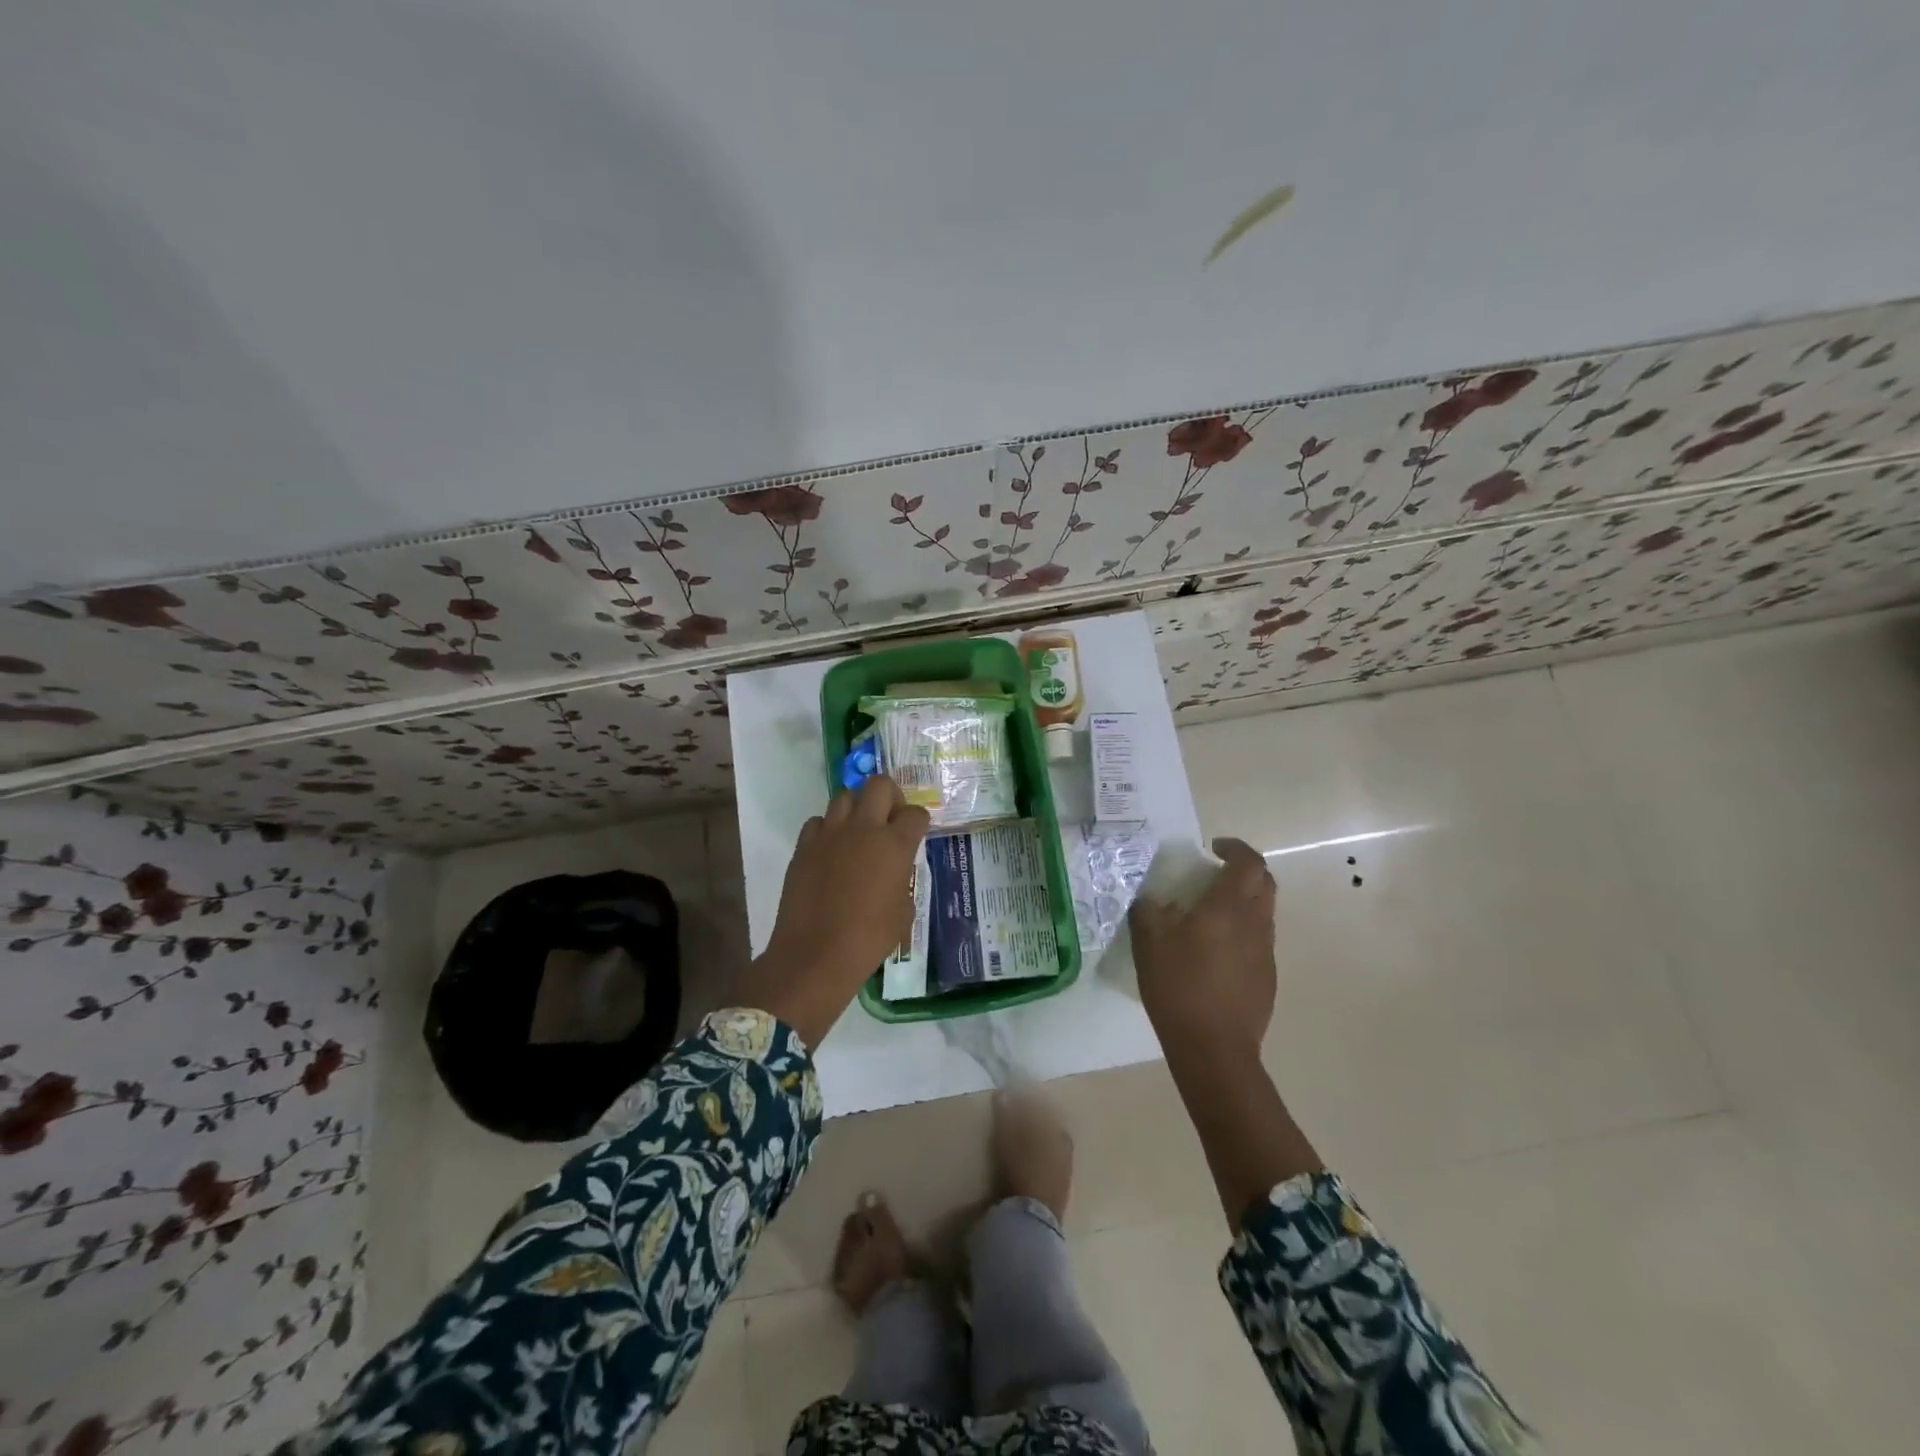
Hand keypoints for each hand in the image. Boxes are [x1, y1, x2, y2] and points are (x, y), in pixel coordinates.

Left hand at [738, 776, 929, 1047]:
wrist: (815, 954)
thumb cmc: (869, 938)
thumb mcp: (904, 912)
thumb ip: (903, 879)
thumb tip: (895, 871)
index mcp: (895, 844)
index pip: (915, 813)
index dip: (918, 822)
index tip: (915, 835)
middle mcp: (863, 828)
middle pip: (879, 784)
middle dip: (889, 797)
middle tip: (888, 820)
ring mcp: (830, 834)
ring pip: (844, 796)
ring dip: (856, 809)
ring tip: (858, 833)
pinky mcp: (804, 846)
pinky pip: (818, 822)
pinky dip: (827, 830)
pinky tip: (830, 852)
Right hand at [1129, 837, 1277, 1064]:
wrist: (1214, 1049)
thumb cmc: (1179, 987)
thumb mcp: (1149, 943)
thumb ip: (1149, 911)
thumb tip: (1152, 900)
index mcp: (1228, 907)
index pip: (1248, 862)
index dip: (1235, 848)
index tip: (1213, 848)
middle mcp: (1255, 923)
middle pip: (1264, 882)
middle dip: (1244, 870)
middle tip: (1215, 874)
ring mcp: (1266, 952)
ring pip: (1263, 912)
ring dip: (1243, 902)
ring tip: (1210, 914)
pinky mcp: (1267, 977)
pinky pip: (1259, 941)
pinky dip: (1242, 932)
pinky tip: (1215, 952)